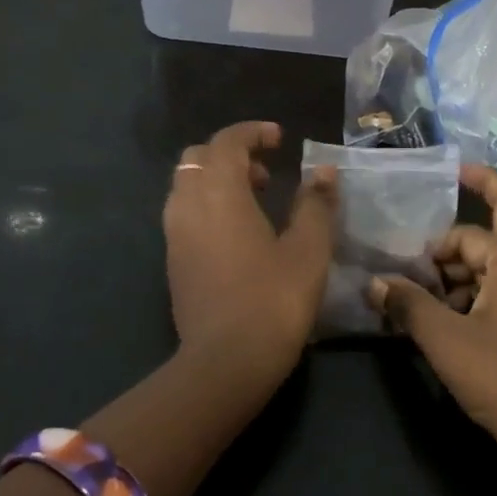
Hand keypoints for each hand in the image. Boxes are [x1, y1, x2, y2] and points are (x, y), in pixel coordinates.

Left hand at [163, 121, 335, 389]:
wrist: (225, 363)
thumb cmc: (273, 299)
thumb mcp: (308, 249)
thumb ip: (316, 204)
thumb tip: (323, 172)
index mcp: (219, 193)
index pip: (227, 141)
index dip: (252, 132)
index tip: (280, 139)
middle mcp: (187, 205)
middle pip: (198, 158)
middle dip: (231, 154)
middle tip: (267, 173)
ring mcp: (174, 235)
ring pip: (187, 185)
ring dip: (218, 180)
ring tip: (256, 201)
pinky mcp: (172, 262)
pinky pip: (185, 213)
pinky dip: (208, 205)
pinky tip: (238, 234)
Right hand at [370, 164, 496, 495]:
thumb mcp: (446, 340)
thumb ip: (408, 305)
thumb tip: (374, 283)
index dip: (481, 179)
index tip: (450, 172)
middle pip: (482, 241)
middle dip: (441, 253)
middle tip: (401, 277)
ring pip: (487, 270)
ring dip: (450, 280)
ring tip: (412, 305)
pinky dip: (467, 299)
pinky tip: (438, 325)